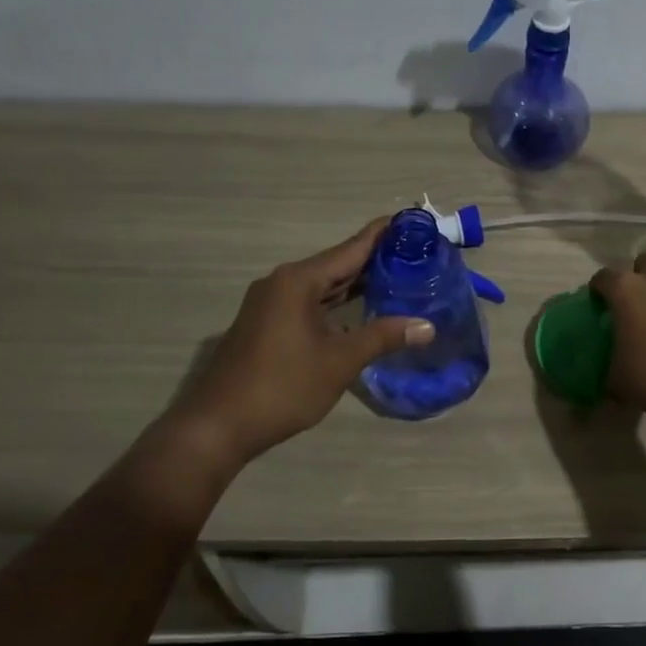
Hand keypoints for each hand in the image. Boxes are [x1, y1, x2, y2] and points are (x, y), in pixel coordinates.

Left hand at [162, 220, 433, 463]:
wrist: (219, 425)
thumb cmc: (283, 386)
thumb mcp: (340, 361)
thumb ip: (383, 337)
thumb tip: (427, 326)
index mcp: (299, 281)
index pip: (350, 249)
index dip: (381, 235)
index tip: (411, 221)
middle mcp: (282, 283)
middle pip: (336, 264)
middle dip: (374, 261)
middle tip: (415, 255)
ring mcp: (270, 304)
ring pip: (321, 286)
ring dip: (355, 284)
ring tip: (396, 278)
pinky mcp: (266, 324)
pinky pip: (309, 303)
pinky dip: (336, 303)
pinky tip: (359, 311)